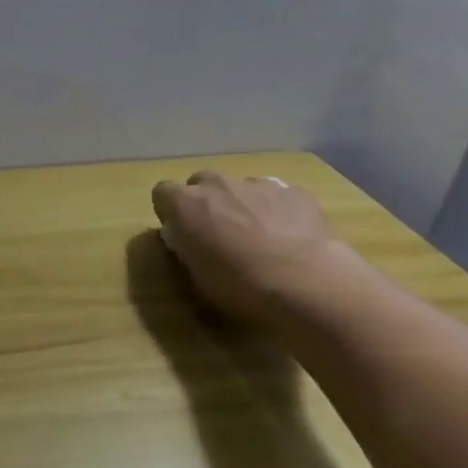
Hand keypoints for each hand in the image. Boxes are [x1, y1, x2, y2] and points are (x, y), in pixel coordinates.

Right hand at [150, 172, 341, 324]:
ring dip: (244, 205)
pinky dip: (280, 211)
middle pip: (202, 182)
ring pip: (242, 187)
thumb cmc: (239, 285)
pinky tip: (293, 238)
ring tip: (261, 238)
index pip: (162, 192)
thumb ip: (186, 245)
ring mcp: (258, 184)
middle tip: (220, 233)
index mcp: (184, 203)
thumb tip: (184, 236)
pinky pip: (279, 196)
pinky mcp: (295, 192)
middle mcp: (217, 184)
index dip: (170, 211)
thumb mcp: (196, 273)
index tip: (180, 232)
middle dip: (207, 202)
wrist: (305, 282)